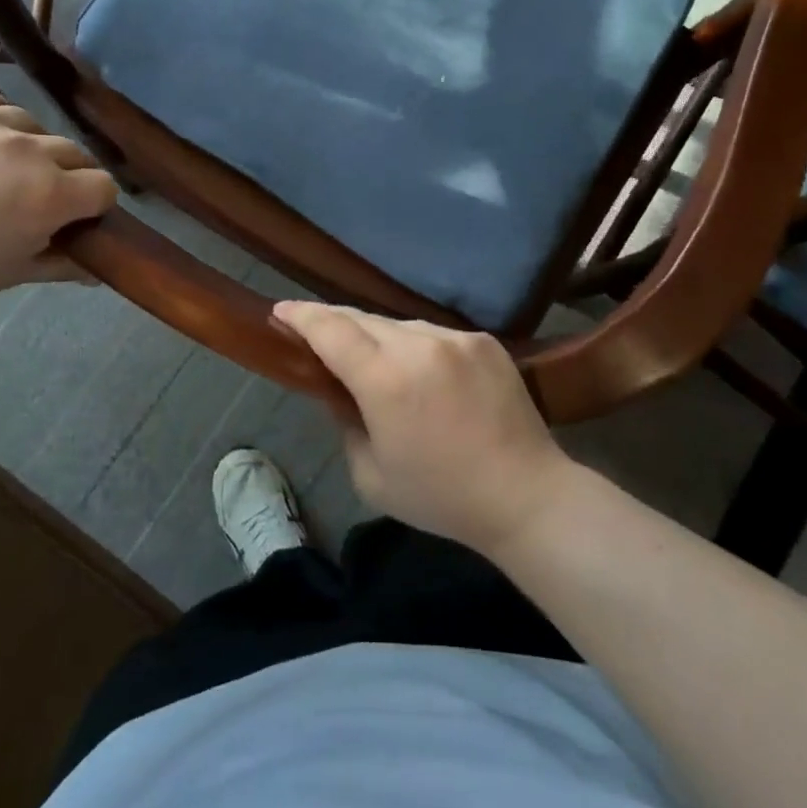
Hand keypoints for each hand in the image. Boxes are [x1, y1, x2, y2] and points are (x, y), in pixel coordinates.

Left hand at [0, 88, 117, 314]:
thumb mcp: (10, 273)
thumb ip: (63, 264)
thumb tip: (97, 267)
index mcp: (50, 194)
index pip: (104, 186)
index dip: (92, 204)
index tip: (70, 217)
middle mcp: (28, 148)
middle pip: (74, 153)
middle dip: (64, 175)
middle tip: (28, 196)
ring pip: (32, 124)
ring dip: (25, 146)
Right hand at [271, 302, 574, 556]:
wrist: (526, 495)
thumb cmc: (441, 497)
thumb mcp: (371, 475)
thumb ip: (345, 423)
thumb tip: (339, 391)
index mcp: (385, 380)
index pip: (331, 330)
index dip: (301, 316)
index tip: (280, 310)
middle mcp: (419, 345)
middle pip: (362, 320)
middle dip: (334, 323)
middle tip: (315, 333)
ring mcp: (455, 338)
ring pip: (399, 325)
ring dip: (377, 337)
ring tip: (372, 360)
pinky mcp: (483, 340)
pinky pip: (434, 334)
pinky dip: (416, 346)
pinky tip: (420, 371)